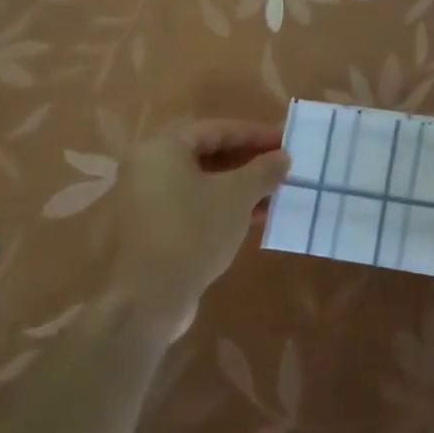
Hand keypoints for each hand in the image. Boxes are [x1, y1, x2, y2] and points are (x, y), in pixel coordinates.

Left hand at [117, 120, 289, 322]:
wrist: (146, 302)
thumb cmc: (192, 233)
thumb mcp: (237, 196)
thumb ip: (263, 170)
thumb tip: (282, 156)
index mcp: (163, 149)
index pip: (218, 130)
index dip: (256, 134)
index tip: (286, 141)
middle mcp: (149, 169)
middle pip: (209, 155)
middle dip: (249, 162)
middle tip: (283, 168)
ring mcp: (148, 202)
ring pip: (204, 184)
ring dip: (241, 187)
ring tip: (276, 195)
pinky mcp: (154, 231)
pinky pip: (195, 207)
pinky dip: (224, 208)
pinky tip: (255, 219)